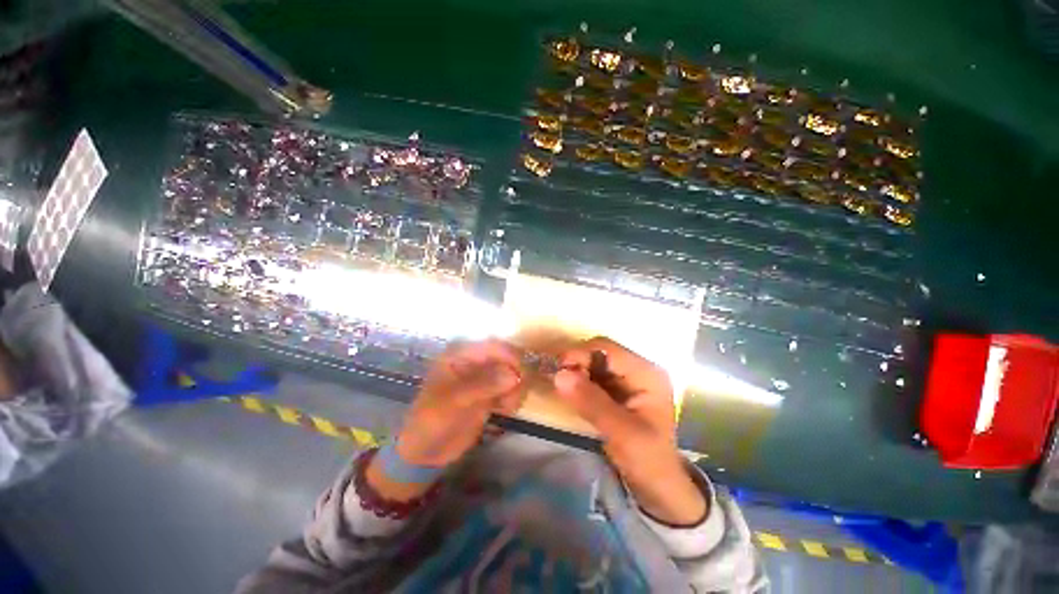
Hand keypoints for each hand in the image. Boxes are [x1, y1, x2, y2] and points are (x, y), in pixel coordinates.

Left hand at [396, 339, 523, 467]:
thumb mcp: (454, 401)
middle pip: (508, 358)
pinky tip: (505, 410)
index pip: (494, 346)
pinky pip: (512, 388)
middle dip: (516, 376)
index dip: (510, 357)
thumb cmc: (432, 420)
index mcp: (461, 354)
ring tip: (507, 407)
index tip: (521, 377)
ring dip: (517, 389)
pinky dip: (514, 397)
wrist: (426, 450)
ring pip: (514, 373)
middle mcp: (476, 361)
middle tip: (512, 398)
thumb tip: (514, 375)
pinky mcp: (491, 392)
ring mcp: (485, 377)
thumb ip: (483, 385)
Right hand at [554, 337, 706, 525]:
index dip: (581, 354)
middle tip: (558, 381)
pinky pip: (593, 377)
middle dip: (578, 363)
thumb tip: (559, 374)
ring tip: (562, 387)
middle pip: (600, 353)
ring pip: (594, 364)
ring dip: (577, 372)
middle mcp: (638, 370)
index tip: (558, 370)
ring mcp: (628, 380)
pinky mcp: (618, 391)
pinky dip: (580, 382)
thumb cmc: (647, 460)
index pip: (607, 350)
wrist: (659, 488)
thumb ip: (591, 402)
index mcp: (647, 373)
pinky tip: (571, 392)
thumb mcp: (621, 432)